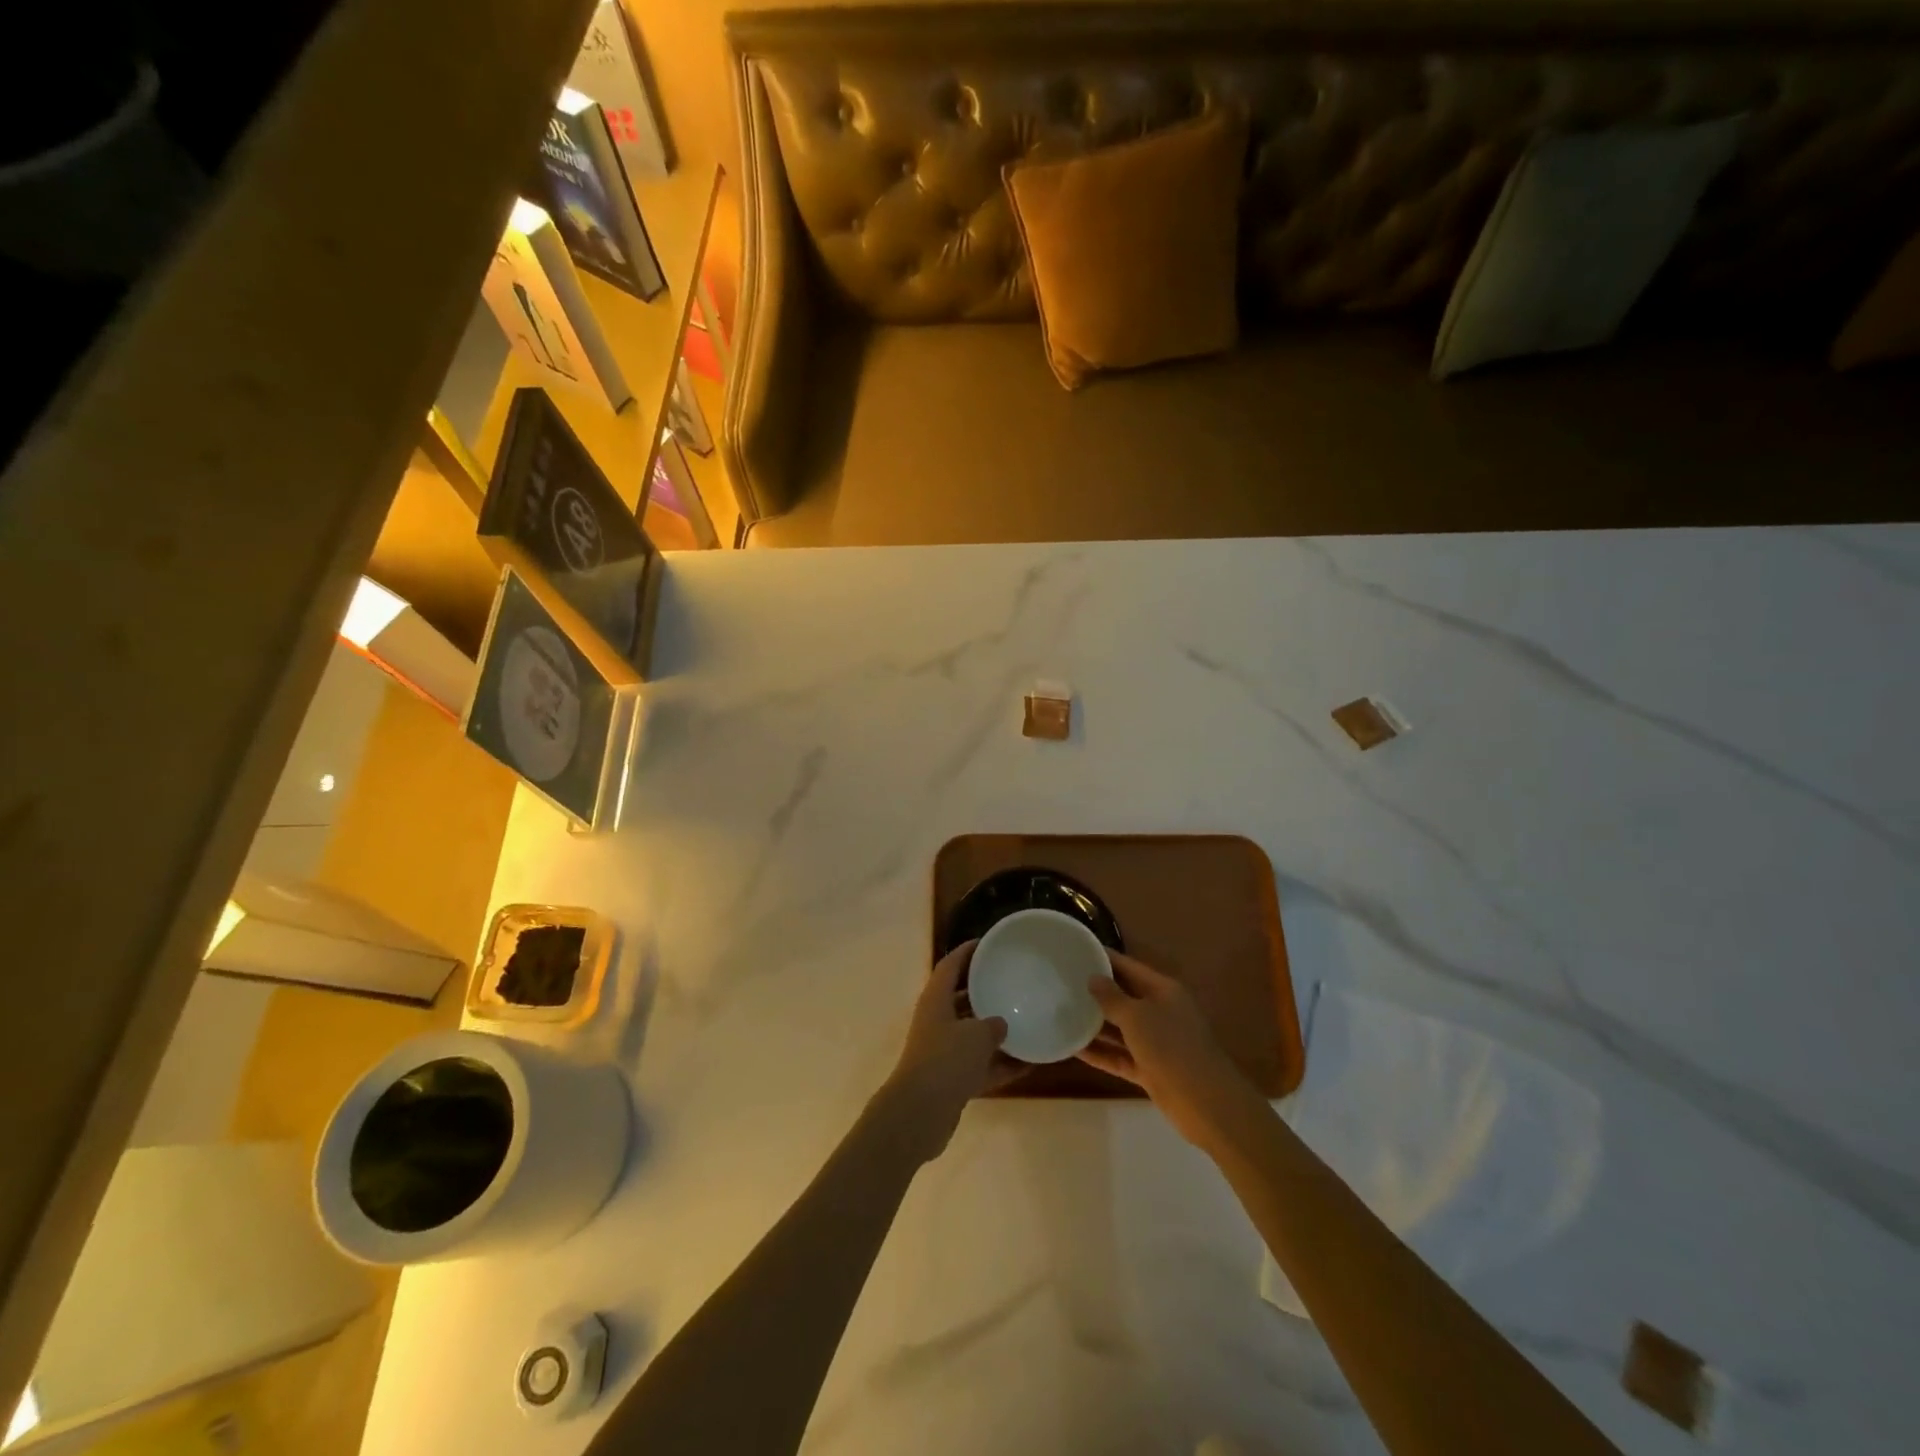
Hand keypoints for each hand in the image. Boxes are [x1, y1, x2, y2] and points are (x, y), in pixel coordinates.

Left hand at [873, 941, 1014, 1164]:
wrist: (920, 1114)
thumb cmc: (946, 1061)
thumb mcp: (976, 1035)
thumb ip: (992, 1025)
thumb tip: (1001, 1023)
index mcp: (936, 1000)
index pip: (950, 965)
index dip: (967, 951)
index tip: (988, 943)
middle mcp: (936, 1021)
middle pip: (961, 999)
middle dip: (984, 991)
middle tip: (1011, 981)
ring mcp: (942, 1052)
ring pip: (972, 1034)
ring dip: (995, 1031)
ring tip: (1026, 1022)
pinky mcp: (950, 1080)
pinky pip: (980, 1065)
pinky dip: (1001, 1064)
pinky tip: (1029, 1064)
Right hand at [1080, 951, 1264, 1148]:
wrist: (1205, 1102)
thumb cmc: (1171, 1047)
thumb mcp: (1137, 1016)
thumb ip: (1112, 997)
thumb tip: (1093, 978)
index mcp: (1162, 990)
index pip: (1128, 966)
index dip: (1104, 958)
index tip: (1076, 950)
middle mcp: (1159, 1011)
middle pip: (1123, 996)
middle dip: (1095, 991)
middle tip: (1061, 982)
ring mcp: (1155, 1042)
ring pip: (1119, 1028)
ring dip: (1094, 1024)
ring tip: (1061, 1012)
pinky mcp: (1149, 1069)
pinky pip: (1119, 1055)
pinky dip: (1100, 1053)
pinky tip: (1073, 1049)